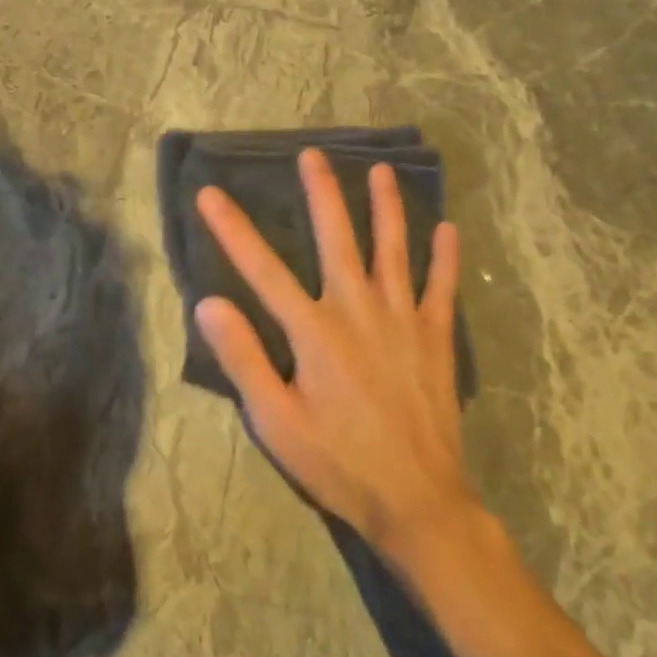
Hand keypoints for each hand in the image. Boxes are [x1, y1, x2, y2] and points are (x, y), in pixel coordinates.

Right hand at [194, 148, 478, 563]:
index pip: (262, 268)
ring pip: (394, 251)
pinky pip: (442, 290)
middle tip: (313, 154)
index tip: (210, 193)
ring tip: (382, 171)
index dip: (232, 229)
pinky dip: (444, 258)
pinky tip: (447, 229)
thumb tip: (209, 302)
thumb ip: (243, 357)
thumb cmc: (337, 462)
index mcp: (314, 331)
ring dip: (386, 208)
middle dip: (322, 194)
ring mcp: (403, 322)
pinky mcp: (436, 341)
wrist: (418, 503)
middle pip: (337, 239)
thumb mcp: (275, 420)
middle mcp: (358, 311)